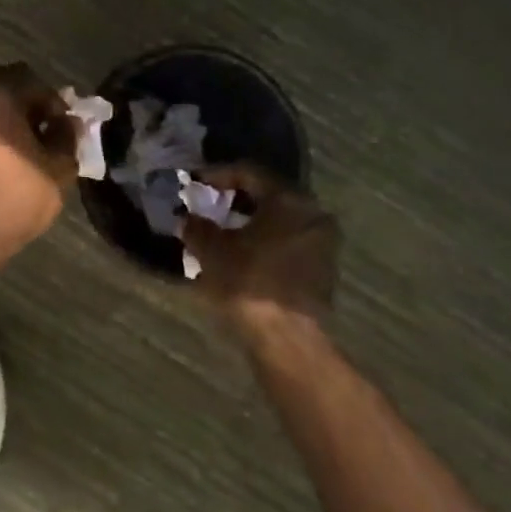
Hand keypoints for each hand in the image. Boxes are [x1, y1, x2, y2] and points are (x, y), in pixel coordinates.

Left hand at [0, 64, 78, 254]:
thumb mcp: (58, 168)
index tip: (64, 127)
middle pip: (5, 82)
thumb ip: (67, 136)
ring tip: (25, 143)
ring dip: (7, 113)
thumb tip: (69, 122)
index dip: (55, 103)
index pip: (34, 82)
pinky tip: (3, 154)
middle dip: (28, 101)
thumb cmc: (16, 196)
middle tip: (45, 129)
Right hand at [180, 165, 340, 339]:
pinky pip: (289, 242)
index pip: (248, 172)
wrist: (286, 339)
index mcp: (289, 200)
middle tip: (208, 204)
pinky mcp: (323, 271)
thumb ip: (197, 226)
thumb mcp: (211, 250)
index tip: (194, 182)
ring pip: (280, 220)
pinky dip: (265, 241)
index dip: (216, 175)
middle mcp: (312, 214)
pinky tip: (242, 254)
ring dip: (251, 222)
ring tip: (221, 231)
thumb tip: (186, 218)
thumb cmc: (248, 282)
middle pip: (268, 195)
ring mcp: (322, 244)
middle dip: (235, 199)